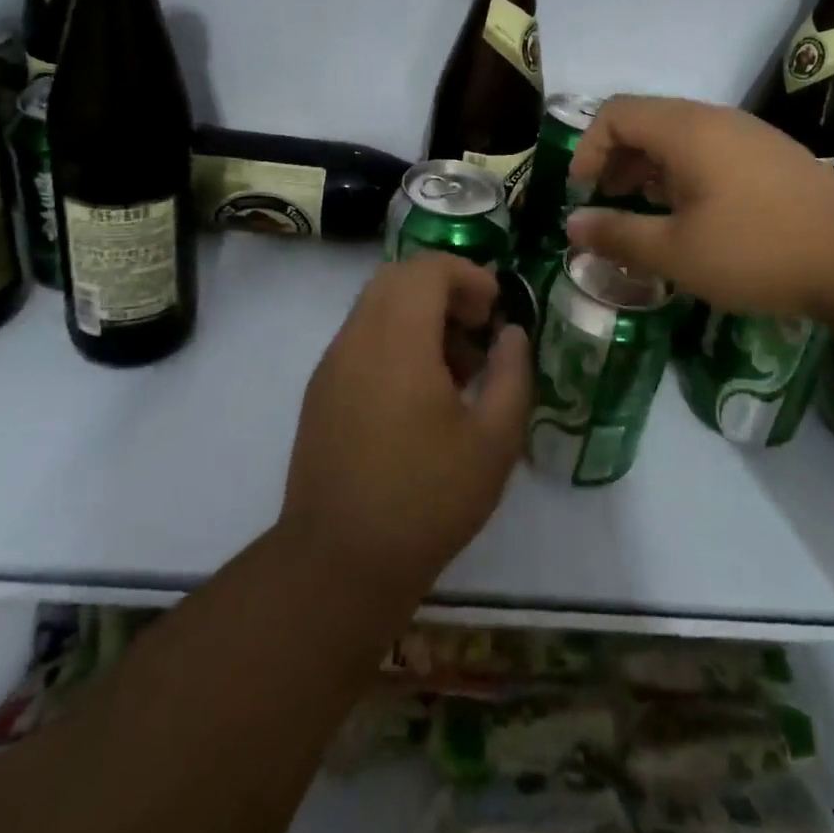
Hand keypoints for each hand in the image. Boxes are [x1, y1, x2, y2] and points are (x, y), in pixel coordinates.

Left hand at [279, 254, 532, 599]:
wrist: (338, 564)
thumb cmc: (426, 500)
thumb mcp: (494, 441)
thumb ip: (512, 374)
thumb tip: (511, 334)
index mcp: (398, 341)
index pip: (427, 268)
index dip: (468, 275)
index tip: (496, 309)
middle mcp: (358, 338)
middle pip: (399, 277)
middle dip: (445, 288)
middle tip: (478, 328)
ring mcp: (333, 363)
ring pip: (377, 304)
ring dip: (420, 313)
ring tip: (456, 366)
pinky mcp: (321, 389)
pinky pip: (362, 336)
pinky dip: (396, 337)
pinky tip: (421, 392)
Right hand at [565, 94, 833, 318]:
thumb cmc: (759, 250)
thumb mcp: (677, 253)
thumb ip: (618, 235)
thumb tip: (572, 226)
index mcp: (685, 130)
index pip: (615, 113)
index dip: (588, 149)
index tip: (583, 193)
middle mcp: (713, 119)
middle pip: (645, 121)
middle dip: (616, 159)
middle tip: (609, 203)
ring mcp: (746, 135)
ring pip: (678, 136)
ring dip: (649, 168)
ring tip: (647, 212)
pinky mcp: (770, 155)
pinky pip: (708, 150)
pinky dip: (682, 173)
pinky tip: (693, 216)